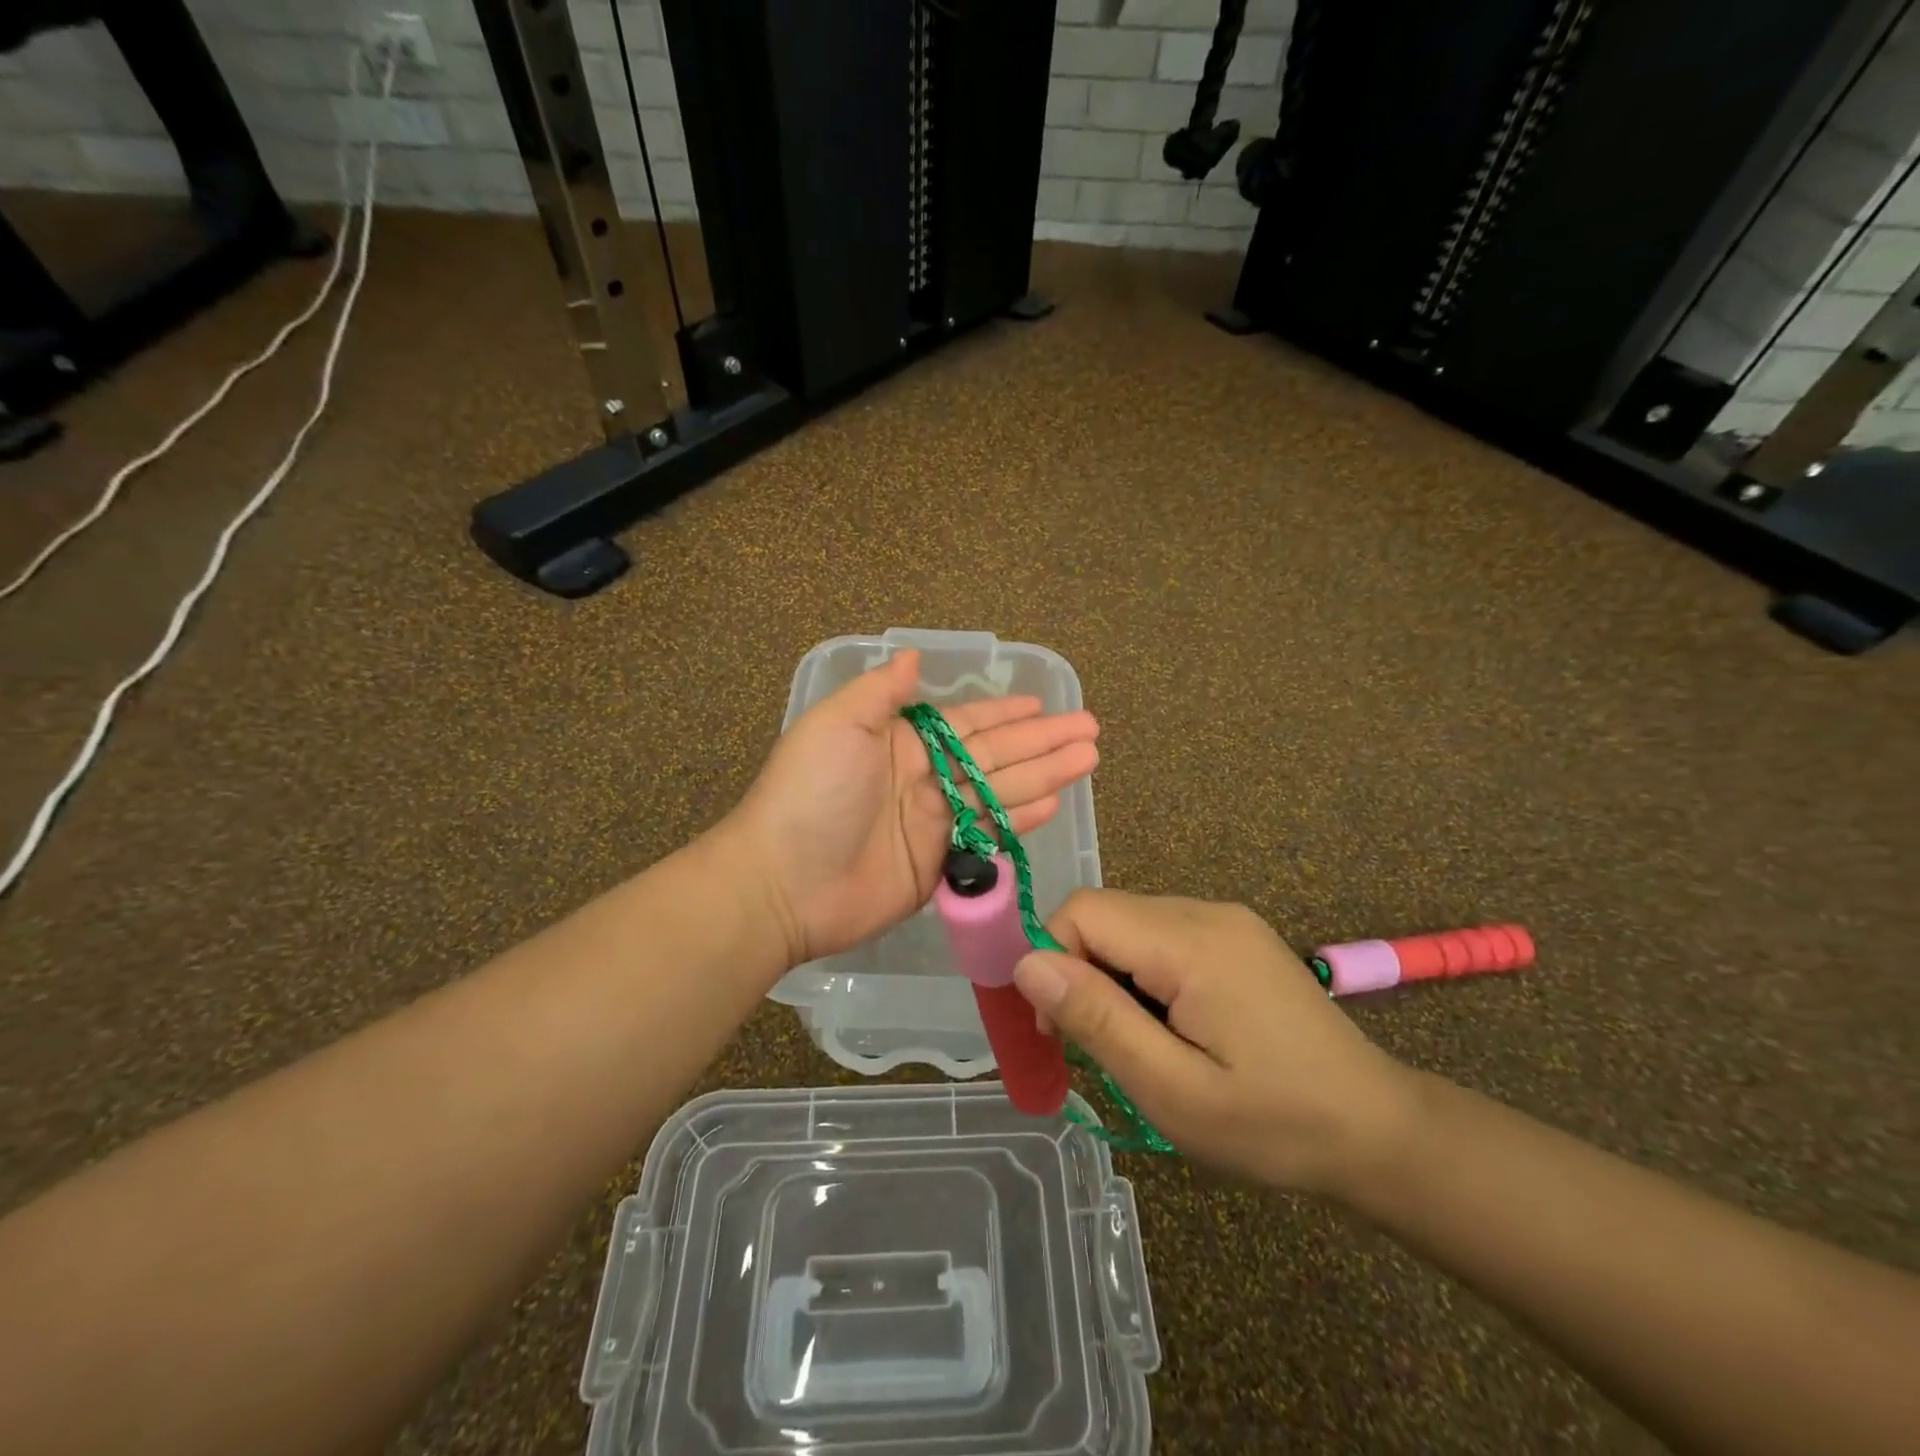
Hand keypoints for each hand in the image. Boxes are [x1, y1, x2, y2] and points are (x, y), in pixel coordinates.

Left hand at [725, 650, 1099, 968]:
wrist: (783, 884)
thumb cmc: (810, 794)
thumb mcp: (837, 725)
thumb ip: (880, 692)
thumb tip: (913, 656)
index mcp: (901, 742)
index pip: (967, 723)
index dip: (1007, 713)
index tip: (1044, 704)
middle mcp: (923, 778)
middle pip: (996, 754)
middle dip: (1042, 741)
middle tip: (1090, 730)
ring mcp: (933, 823)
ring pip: (1001, 791)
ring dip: (1044, 775)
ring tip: (1087, 759)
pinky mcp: (939, 865)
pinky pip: (988, 835)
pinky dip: (1019, 820)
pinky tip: (1052, 804)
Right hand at [1012, 890, 1418, 1198]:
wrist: (1378, 1131)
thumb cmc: (1274, 1124)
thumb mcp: (1173, 1090)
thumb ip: (1098, 1020)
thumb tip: (1027, 963)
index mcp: (1191, 942)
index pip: (1083, 911)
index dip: (1053, 960)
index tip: (1059, 1030)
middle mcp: (1206, 912)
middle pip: (1104, 915)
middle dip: (1080, 972)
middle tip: (1096, 1046)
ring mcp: (1226, 920)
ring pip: (1129, 925)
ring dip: (1110, 976)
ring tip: (1138, 1043)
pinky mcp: (1237, 936)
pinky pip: (1162, 935)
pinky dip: (1142, 973)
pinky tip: (1170, 1025)